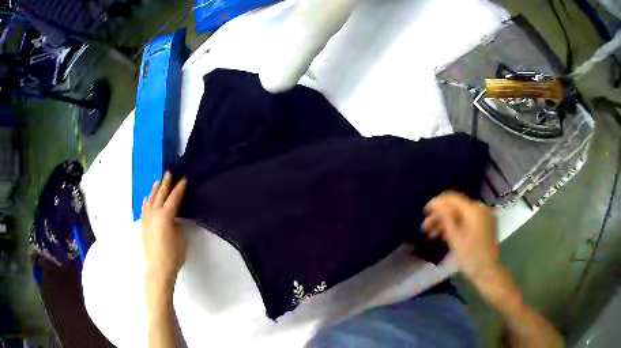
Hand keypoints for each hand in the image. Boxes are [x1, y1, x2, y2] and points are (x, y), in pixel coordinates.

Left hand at [142, 172, 187, 292]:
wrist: (158, 268)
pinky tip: (147, 198)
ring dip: (155, 189)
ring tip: (158, 181)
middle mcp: (154, 213)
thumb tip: (174, 216)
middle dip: (165, 183)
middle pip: (160, 194)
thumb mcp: (181, 236)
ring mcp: (147, 218)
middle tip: (169, 173)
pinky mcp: (143, 225)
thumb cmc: (173, 254)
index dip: (180, 188)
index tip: (184, 179)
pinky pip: (144, 208)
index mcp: (166, 215)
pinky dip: (147, 201)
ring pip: (150, 199)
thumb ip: (178, 222)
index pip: (174, 197)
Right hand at [422, 191, 498, 284]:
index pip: (452, 198)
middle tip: (425, 228)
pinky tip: (444, 236)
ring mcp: (483, 217)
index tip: (424, 212)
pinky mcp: (483, 225)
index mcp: (474, 210)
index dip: (436, 203)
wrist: (487, 272)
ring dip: (446, 222)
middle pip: (455, 207)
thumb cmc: (470, 257)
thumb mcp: (455, 238)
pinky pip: (466, 220)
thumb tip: (435, 203)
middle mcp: (480, 209)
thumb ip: (445, 217)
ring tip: (432, 235)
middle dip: (440, 216)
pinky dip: (455, 226)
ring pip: (460, 214)